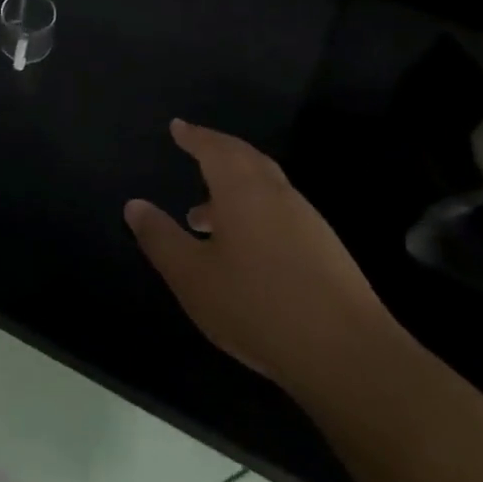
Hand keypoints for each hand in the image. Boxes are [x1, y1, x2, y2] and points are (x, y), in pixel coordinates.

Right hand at [126, 120, 395, 402]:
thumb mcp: (192, 276)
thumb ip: (161, 238)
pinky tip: (243, 248)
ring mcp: (307, 222)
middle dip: (218, 151)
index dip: (194, 137)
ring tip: (203, 214)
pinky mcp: (326, 250)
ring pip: (265, 187)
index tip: (178, 127)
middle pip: (246, 159)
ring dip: (234, 187)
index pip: (215, 149)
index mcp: (243, 191)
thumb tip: (135, 205)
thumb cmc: (257, 306)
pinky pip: (280, 212)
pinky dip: (254, 211)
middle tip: (194, 150)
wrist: (347, 354)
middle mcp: (278, 195)